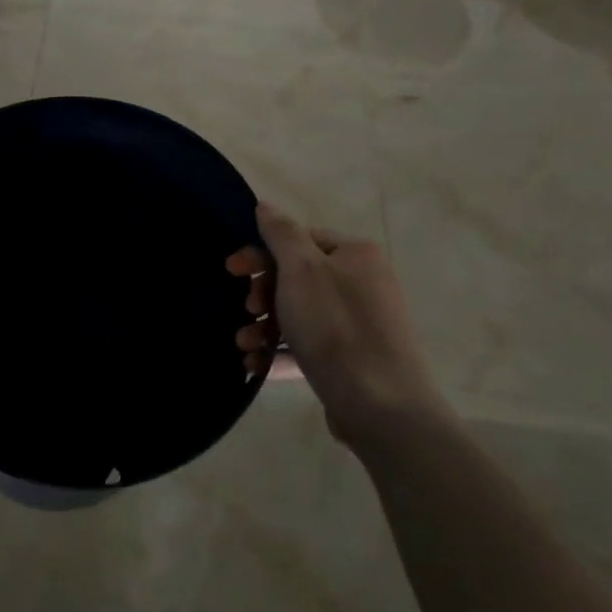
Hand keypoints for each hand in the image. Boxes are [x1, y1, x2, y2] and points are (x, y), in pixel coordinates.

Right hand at [226, 202, 447, 450]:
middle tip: (247, 310)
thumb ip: (281, 233)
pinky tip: (256, 366)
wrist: (381, 405)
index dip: (261, 253)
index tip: (231, 271)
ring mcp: (359, 325)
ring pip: (299, 316)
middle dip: (262, 295)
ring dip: (264, 327)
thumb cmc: (336, 327)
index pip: (299, 240)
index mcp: (355, 255)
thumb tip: (265, 205)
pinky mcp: (352, 361)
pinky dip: (280, 353)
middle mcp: (362, 284)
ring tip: (244, 345)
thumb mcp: (301, 270)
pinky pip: (308, 348)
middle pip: (297, 278)